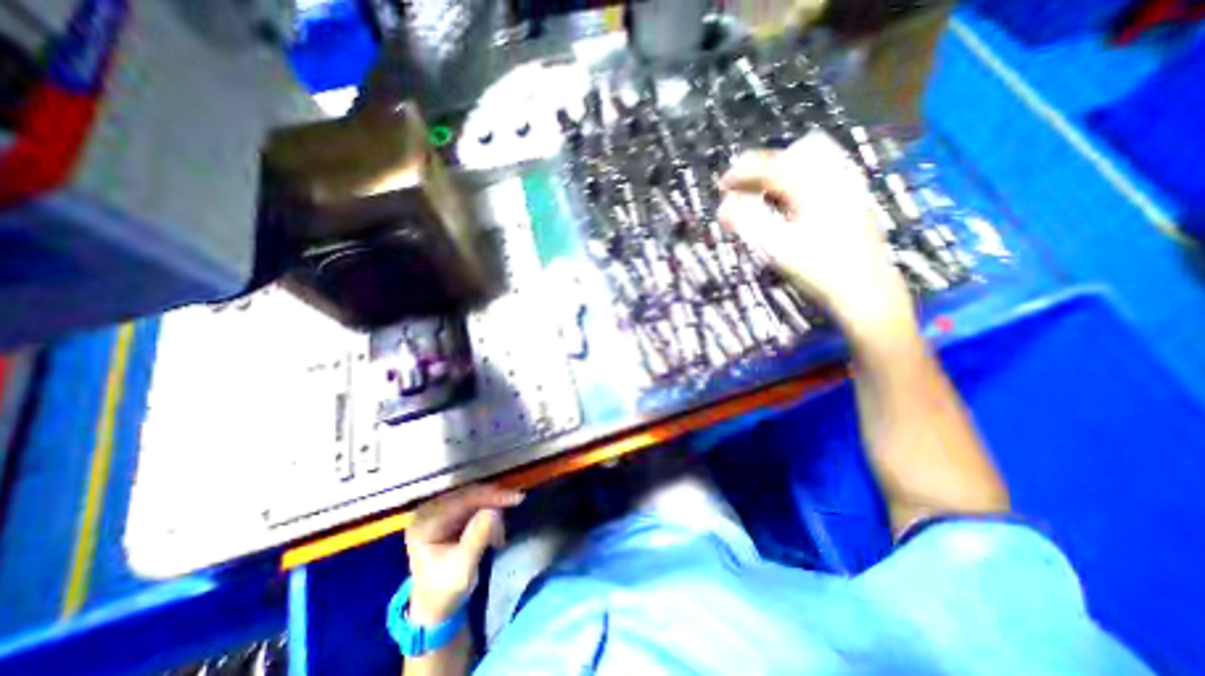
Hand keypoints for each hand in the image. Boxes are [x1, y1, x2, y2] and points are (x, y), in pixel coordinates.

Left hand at [404, 485, 522, 621]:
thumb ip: (478, 537)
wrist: (434, 604)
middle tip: (516, 506)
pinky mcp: (446, 511)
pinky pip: (472, 500)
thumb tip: (495, 510)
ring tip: (503, 524)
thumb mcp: (464, 568)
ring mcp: (436, 509)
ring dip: (492, 504)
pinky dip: (487, 507)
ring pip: (473, 495)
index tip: (517, 498)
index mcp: (425, 523)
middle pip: (469, 494)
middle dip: (493, 500)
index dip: (491, 496)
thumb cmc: (446, 590)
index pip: (463, 501)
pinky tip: (496, 519)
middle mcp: (428, 510)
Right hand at [714, 130, 914, 338]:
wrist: (866, 292)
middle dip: (761, 169)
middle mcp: (835, 176)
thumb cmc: (820, 270)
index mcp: (815, 186)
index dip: (741, 172)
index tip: (722, 185)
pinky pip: (821, 173)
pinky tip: (789, 202)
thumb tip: (724, 207)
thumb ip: (748, 221)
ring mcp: (848, 185)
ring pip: (808, 161)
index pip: (771, 166)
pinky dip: (797, 180)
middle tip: (741, 191)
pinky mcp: (853, 198)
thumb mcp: (778, 247)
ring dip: (779, 172)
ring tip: (761, 194)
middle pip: (790, 156)